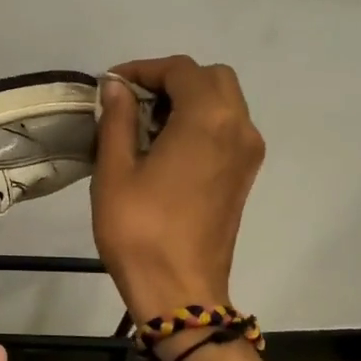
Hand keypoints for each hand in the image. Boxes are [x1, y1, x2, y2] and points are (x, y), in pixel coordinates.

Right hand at [93, 56, 264, 320]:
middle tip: (132, 101)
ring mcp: (248, 153)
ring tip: (146, 123)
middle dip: (171, 80)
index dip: (144, 69)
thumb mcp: (115, 170)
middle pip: (211, 78)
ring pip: (225, 102)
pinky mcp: (245, 175)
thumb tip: (116, 87)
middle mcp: (238, 128)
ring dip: (188, 99)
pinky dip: (202, 121)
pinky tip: (167, 145)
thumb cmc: (139, 229)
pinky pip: (228, 127)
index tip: (112, 85)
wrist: (178, 291)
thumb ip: (117, 119)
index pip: (181, 70)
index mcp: (208, 120)